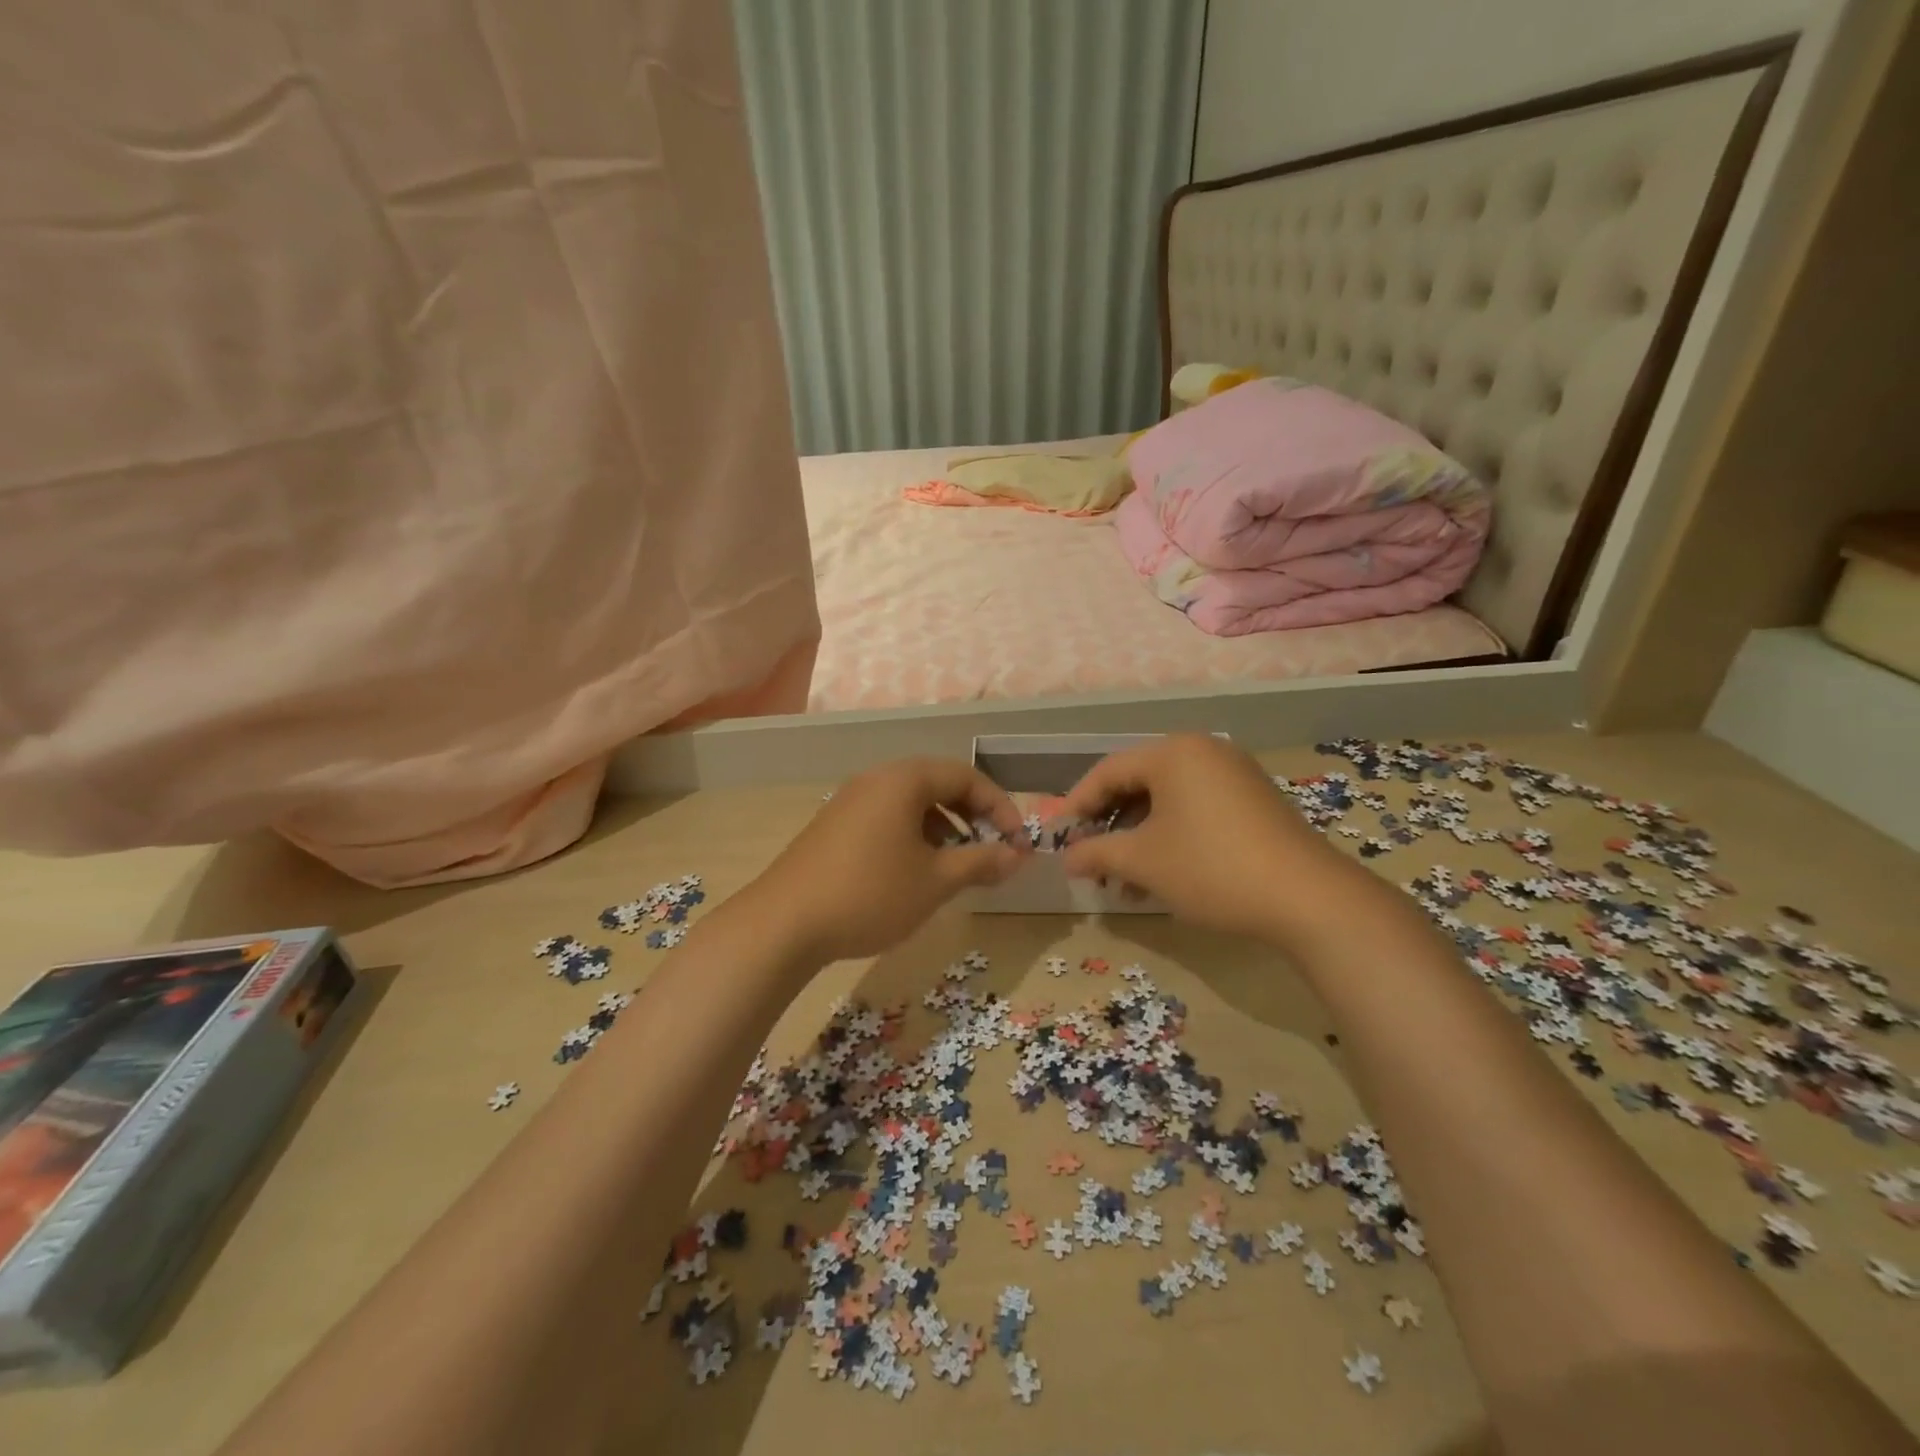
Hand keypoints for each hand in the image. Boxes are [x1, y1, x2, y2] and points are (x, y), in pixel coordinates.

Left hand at [748, 759, 1029, 965]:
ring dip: (944, 827)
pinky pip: (887, 817)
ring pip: (912, 803)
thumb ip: (980, 862)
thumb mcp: (935, 881)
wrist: (784, 923)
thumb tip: (1017, 855)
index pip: (967, 776)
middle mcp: (876, 779)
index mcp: (904, 780)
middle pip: (939, 784)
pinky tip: (915, 871)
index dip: (1001, 808)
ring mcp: (850, 801)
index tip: (1018, 844)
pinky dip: (913, 835)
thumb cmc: (870, 894)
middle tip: (991, 851)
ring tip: (956, 865)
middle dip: (973, 816)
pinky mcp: (834, 825)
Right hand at [1057, 734, 1352, 941]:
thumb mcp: (1144, 862)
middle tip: (1091, 860)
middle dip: (1110, 826)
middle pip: (1138, 784)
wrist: (1308, 899)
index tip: (1060, 837)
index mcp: (1174, 753)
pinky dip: (1171, 837)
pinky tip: (1161, 876)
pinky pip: (1196, 810)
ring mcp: (1234, 775)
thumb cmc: (1211, 868)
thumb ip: (1096, 853)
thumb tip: (1066, 859)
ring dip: (1139, 838)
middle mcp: (1204, 752)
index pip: (1108, 771)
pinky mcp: (1253, 801)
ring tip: (1123, 882)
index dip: (1078, 804)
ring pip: (1167, 801)